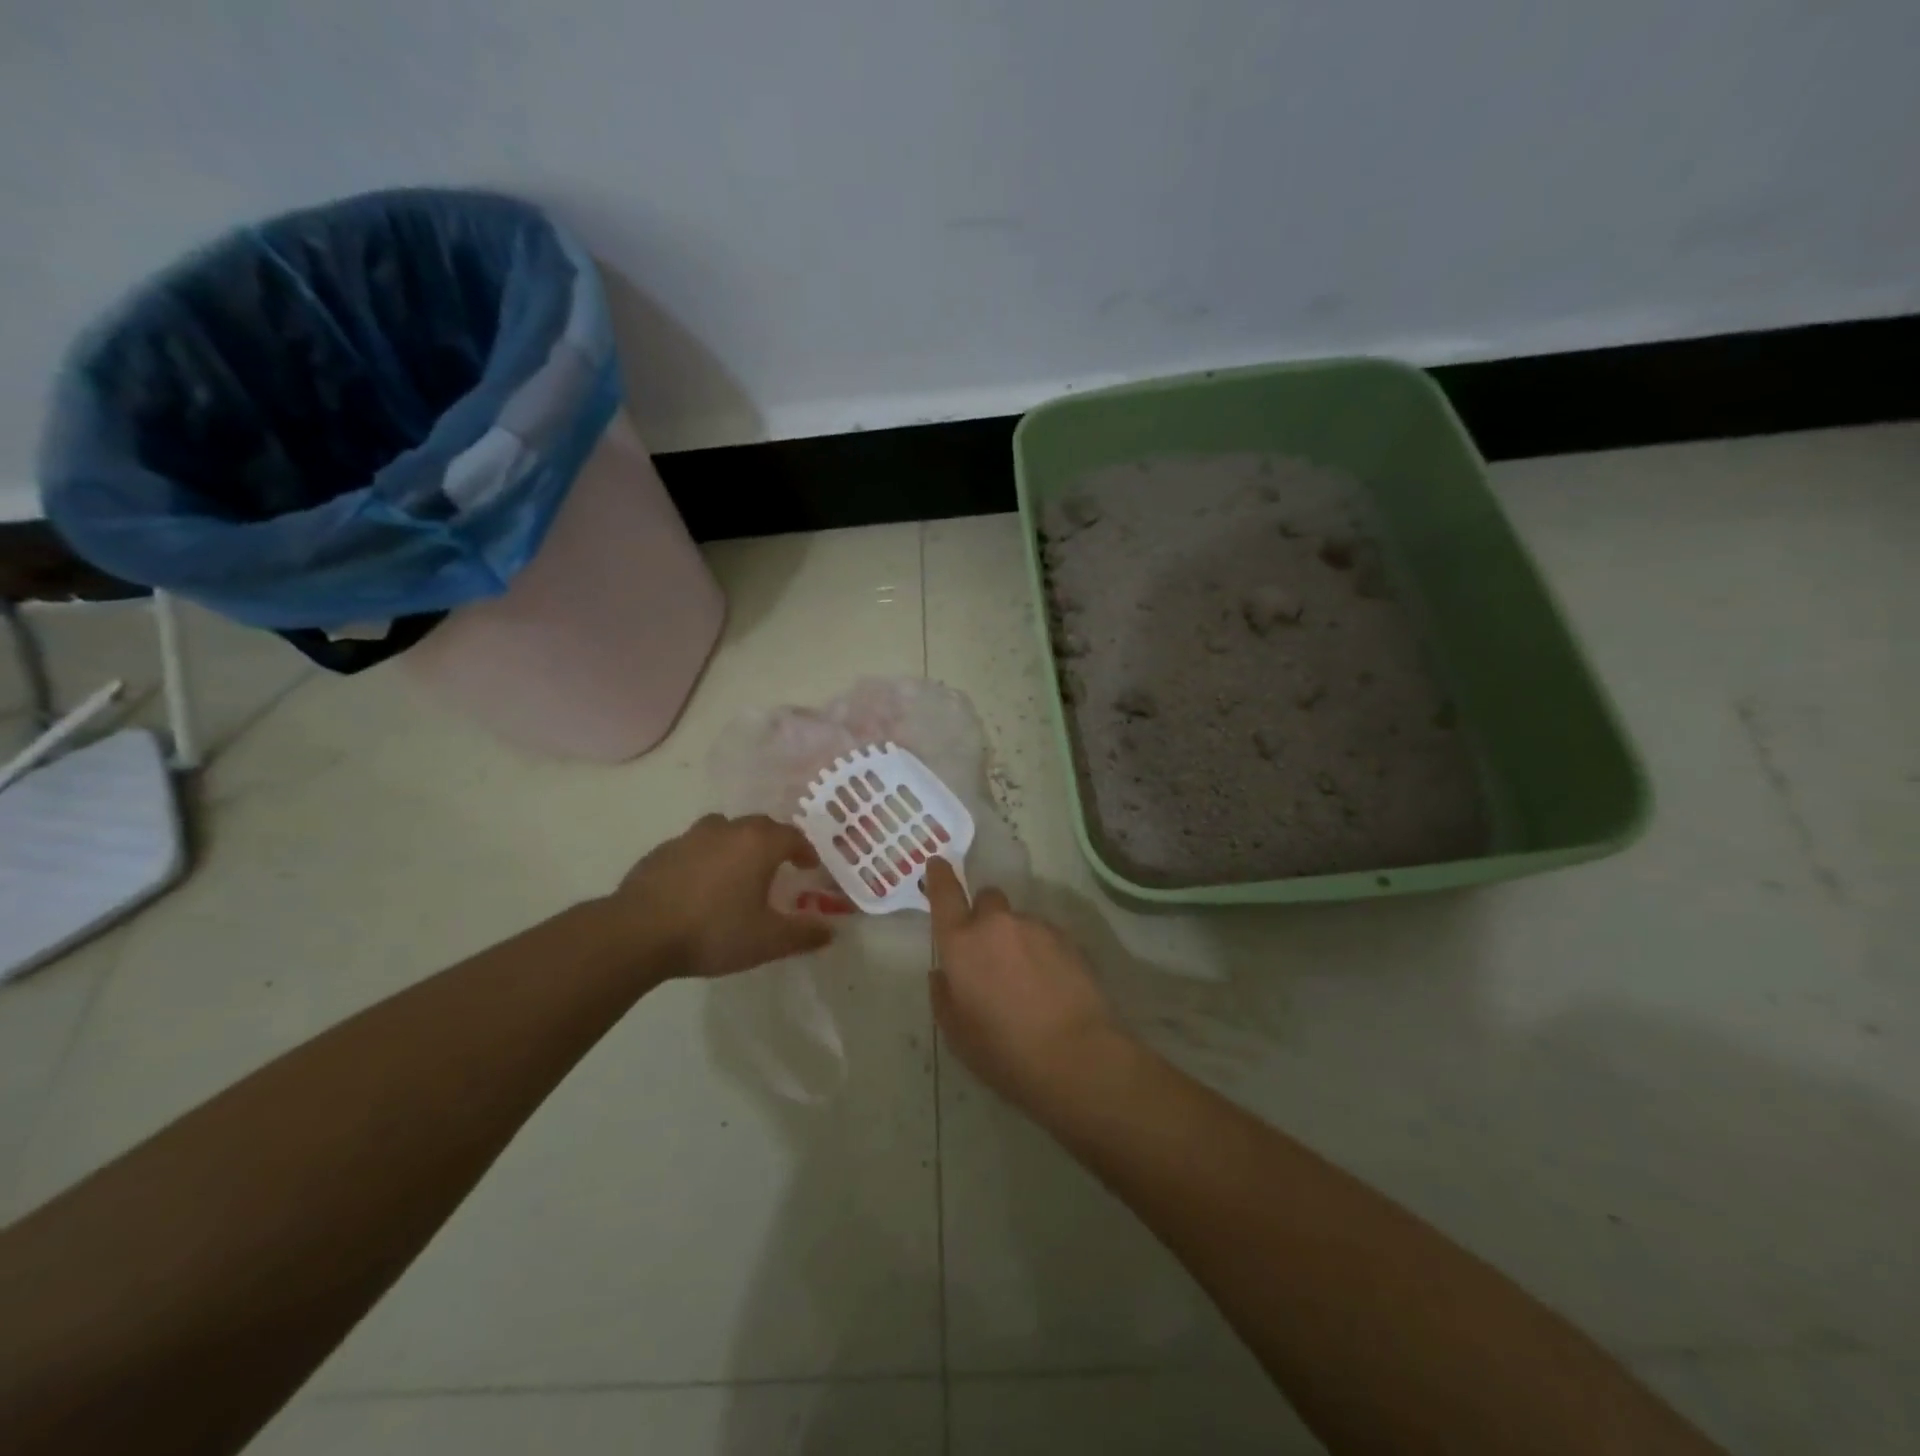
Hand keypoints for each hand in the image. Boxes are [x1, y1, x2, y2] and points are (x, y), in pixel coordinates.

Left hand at [609, 814, 832, 978]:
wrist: (638, 932)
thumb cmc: (713, 931)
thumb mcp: (767, 940)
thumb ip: (803, 934)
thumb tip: (831, 932)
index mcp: (759, 844)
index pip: (793, 836)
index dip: (805, 850)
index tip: (809, 866)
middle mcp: (728, 830)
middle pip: (759, 826)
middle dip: (774, 842)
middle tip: (778, 865)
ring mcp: (691, 837)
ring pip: (724, 830)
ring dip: (737, 843)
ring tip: (738, 869)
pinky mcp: (662, 851)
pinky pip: (694, 846)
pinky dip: (706, 857)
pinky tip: (700, 885)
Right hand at [923, 857, 1125, 1106]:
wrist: (1076, 1055)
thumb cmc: (1005, 1051)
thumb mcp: (957, 1034)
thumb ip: (944, 996)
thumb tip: (942, 974)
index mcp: (962, 944)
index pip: (945, 895)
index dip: (940, 876)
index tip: (938, 862)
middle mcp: (997, 924)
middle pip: (987, 899)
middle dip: (984, 915)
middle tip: (990, 950)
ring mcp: (1036, 927)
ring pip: (1018, 921)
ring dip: (1016, 939)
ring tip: (1028, 981)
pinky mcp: (1068, 939)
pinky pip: (1045, 936)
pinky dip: (1042, 952)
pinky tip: (1051, 985)